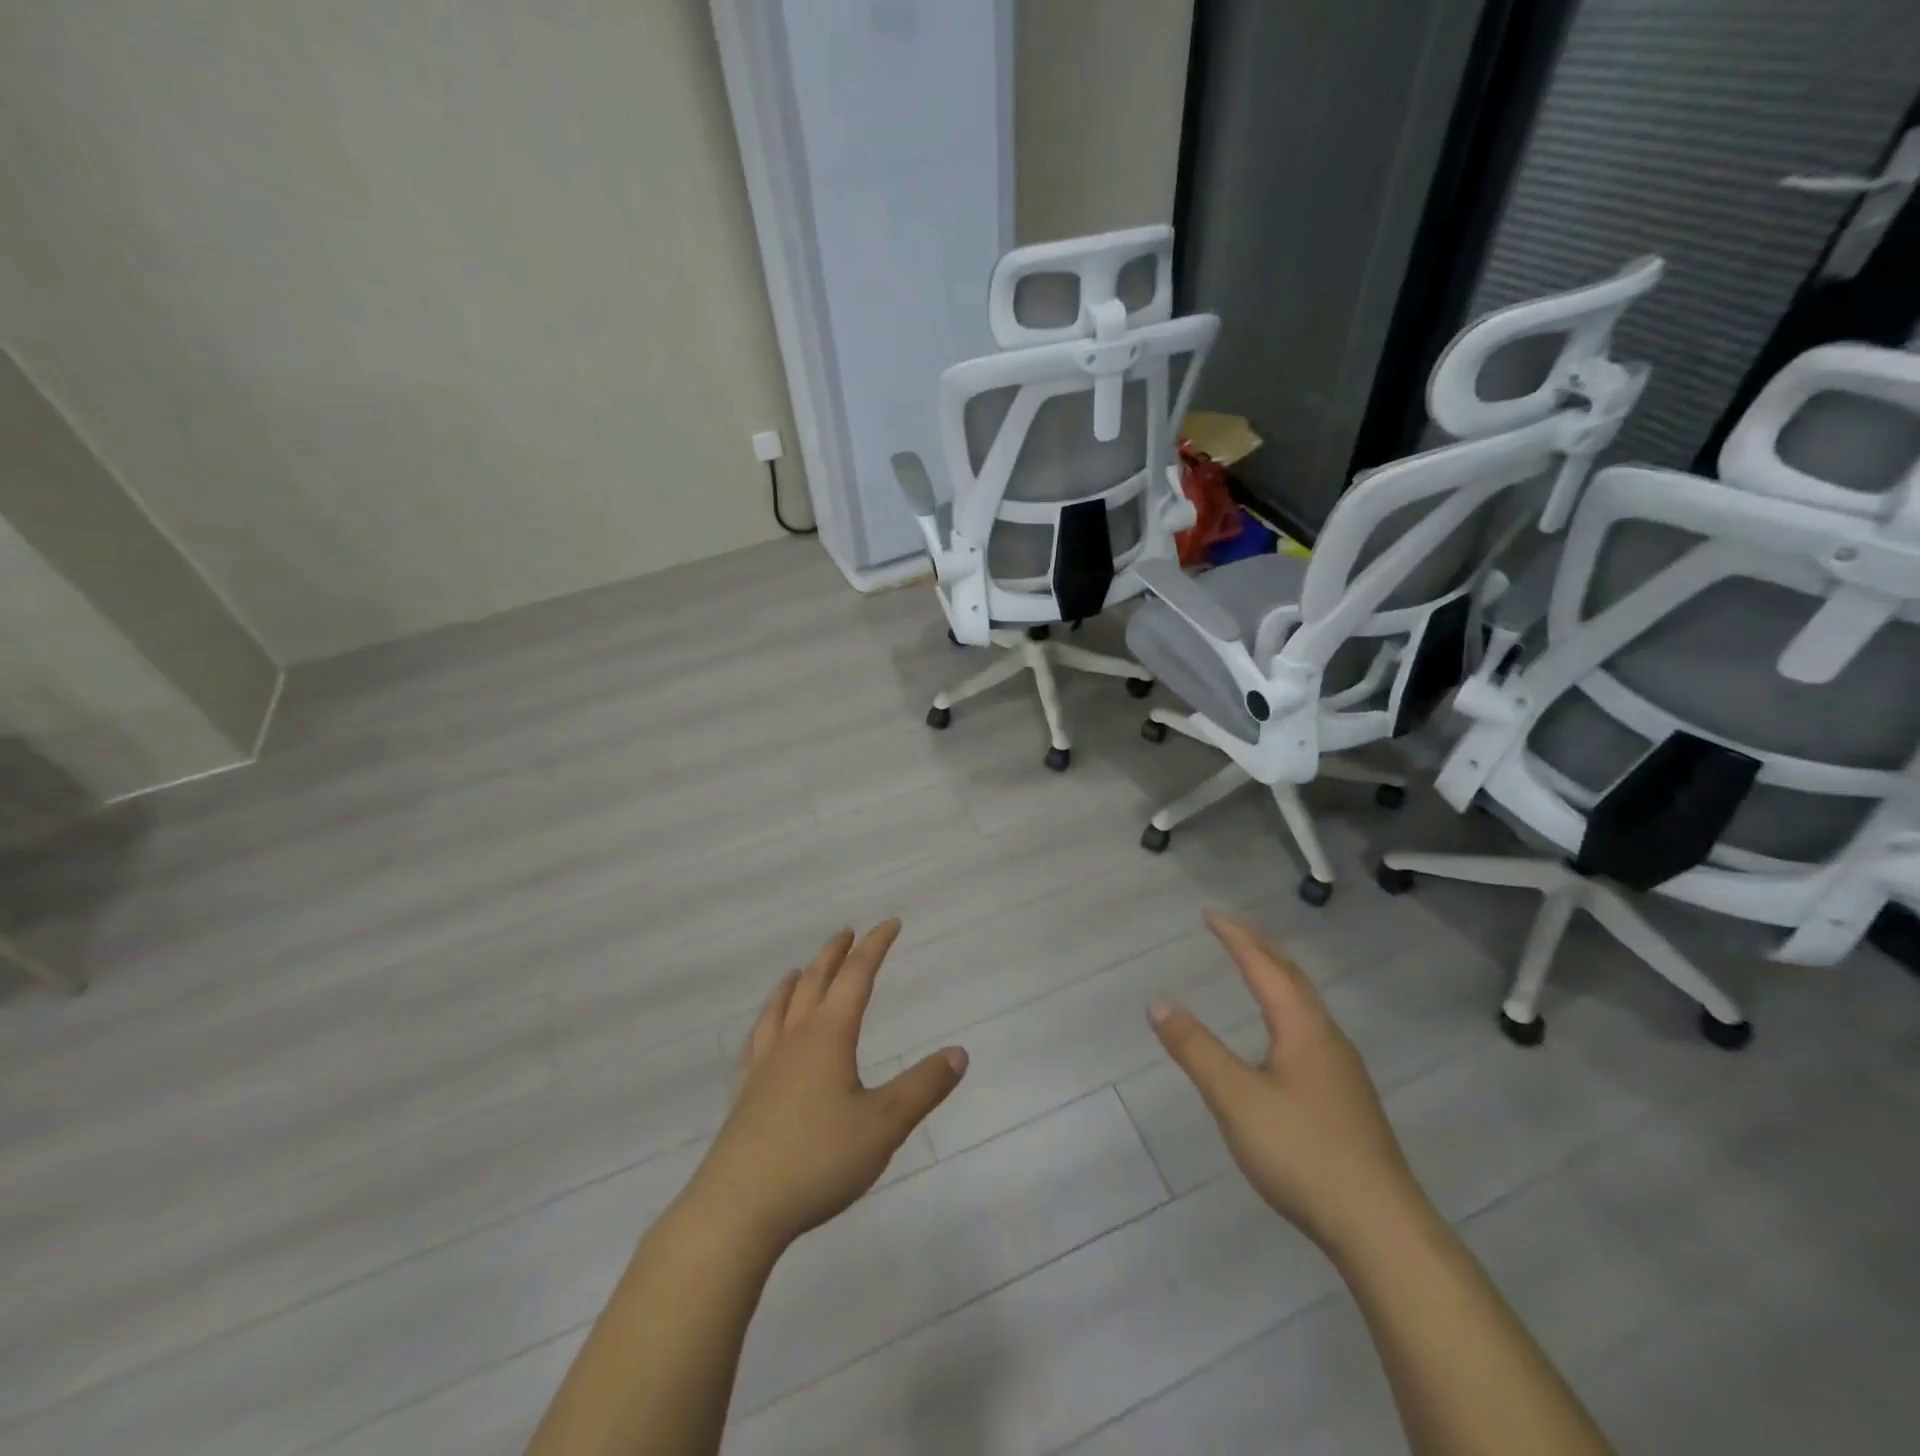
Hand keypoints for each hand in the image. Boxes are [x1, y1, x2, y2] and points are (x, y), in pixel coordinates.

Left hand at [683, 921, 967, 1252]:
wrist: (738, 1207)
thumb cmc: (818, 1159)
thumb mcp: (884, 1124)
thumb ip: (923, 1086)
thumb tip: (959, 1053)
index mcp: (829, 1034)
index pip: (857, 976)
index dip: (875, 946)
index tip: (890, 923)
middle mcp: (794, 1038)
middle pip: (814, 981)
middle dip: (834, 954)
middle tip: (847, 934)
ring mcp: (764, 1064)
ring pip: (780, 1007)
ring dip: (796, 981)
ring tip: (799, 971)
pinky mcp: (745, 1093)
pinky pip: (757, 1039)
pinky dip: (767, 1020)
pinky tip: (765, 1033)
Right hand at [1149, 910, 1427, 1259]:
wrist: (1380, 1228)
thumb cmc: (1302, 1152)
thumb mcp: (1235, 1098)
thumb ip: (1196, 1049)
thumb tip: (1159, 1004)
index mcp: (1302, 1027)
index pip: (1264, 966)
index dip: (1235, 937)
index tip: (1209, 914)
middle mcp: (1327, 1037)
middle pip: (1292, 976)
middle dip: (1259, 946)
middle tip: (1230, 927)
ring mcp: (1343, 1068)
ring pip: (1306, 1003)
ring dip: (1277, 974)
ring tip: (1254, 966)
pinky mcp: (1347, 1096)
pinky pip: (1311, 1027)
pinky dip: (1287, 1005)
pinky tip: (1281, 1034)